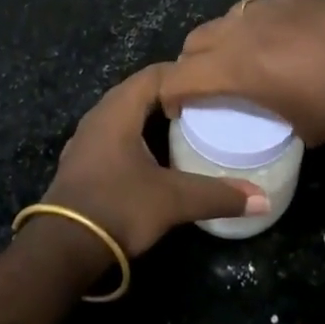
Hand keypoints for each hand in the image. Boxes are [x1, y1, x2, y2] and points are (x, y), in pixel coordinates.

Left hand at [42, 66, 268, 257]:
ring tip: (184, 128)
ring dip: (150, 117)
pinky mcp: (81, 162)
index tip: (212, 84)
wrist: (61, 249)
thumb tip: (262, 198)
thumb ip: (217, 195)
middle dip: (170, 95)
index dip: (183, 74)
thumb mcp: (172, 200)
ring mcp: (86, 139)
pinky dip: (135, 136)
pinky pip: (114, 135)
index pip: (155, 73)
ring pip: (124, 114)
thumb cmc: (118, 207)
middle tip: (205, 105)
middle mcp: (99, 115)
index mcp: (119, 109)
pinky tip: (152, 156)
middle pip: (139, 91)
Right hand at [158, 0, 324, 144]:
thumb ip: (269, 113)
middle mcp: (244, 28)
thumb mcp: (296, 127)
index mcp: (235, 66)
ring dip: (229, 37)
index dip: (170, 93)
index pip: (179, 76)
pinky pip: (271, 7)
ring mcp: (273, 5)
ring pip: (232, 15)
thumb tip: (272, 112)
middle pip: (198, 38)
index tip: (177, 107)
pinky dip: (269, 24)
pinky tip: (296, 39)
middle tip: (209, 82)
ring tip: (250, 55)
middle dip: (193, 61)